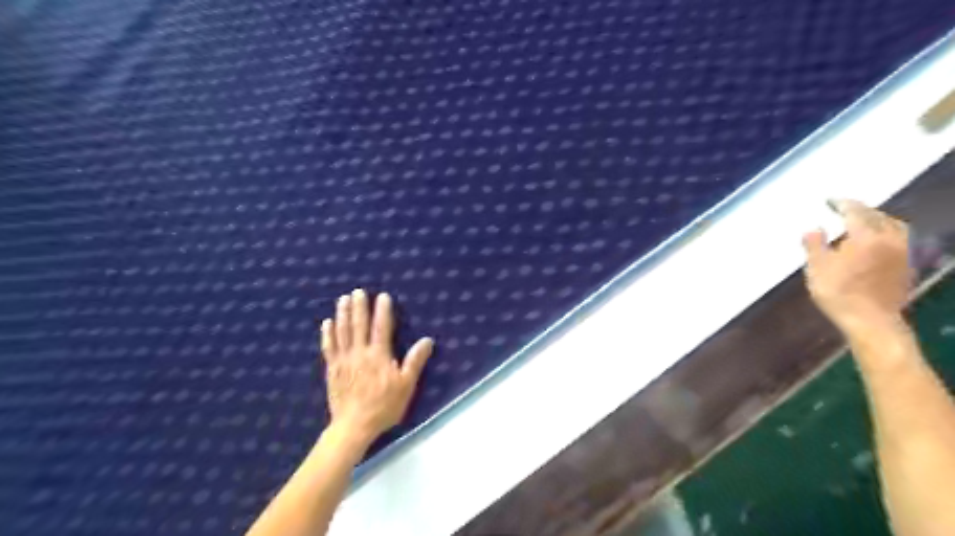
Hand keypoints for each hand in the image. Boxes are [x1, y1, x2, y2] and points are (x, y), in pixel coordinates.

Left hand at [320, 291, 432, 446]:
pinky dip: (328, 334)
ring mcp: (343, 360)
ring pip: (342, 332)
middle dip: (359, 307)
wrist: (353, 426)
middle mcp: (360, 353)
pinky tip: (327, 323)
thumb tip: (427, 340)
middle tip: (358, 291)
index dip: (382, 311)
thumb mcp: (406, 385)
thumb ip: (415, 361)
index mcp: (379, 355)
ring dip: (342, 314)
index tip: (383, 296)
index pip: (381, 327)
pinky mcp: (332, 370)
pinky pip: (329, 347)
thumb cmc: (384, 406)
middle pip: (359, 325)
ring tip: (343, 299)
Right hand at [800, 198, 909, 329]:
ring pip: (893, 225)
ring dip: (878, 219)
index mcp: (866, 236)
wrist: (871, 320)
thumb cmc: (839, 293)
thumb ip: (814, 244)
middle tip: (844, 209)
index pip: (854, 211)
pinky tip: (878, 239)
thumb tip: (813, 228)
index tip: (829, 200)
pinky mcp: (908, 264)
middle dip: (860, 210)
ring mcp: (903, 251)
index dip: (841, 204)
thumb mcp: (817, 268)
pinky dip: (887, 232)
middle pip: (877, 216)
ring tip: (864, 221)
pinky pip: (900, 238)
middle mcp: (889, 238)